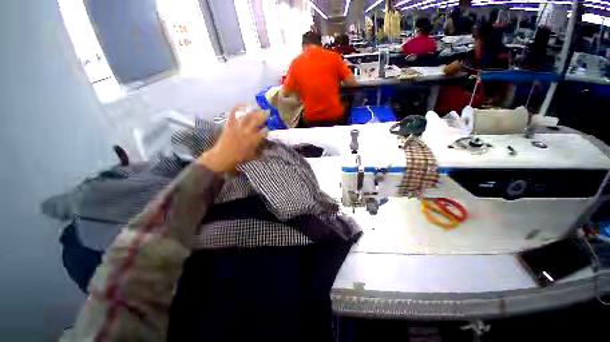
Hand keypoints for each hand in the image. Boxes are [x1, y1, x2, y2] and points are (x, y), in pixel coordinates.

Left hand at [197, 105, 267, 172]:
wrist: (222, 157)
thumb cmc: (239, 158)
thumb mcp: (253, 155)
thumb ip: (260, 148)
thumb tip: (266, 145)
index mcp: (254, 140)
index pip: (265, 130)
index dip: (270, 126)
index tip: (272, 125)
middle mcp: (247, 131)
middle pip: (258, 119)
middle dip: (265, 115)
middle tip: (268, 113)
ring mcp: (238, 126)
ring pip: (248, 114)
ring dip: (255, 110)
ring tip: (259, 108)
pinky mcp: (230, 124)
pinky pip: (233, 112)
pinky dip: (238, 107)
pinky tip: (244, 105)